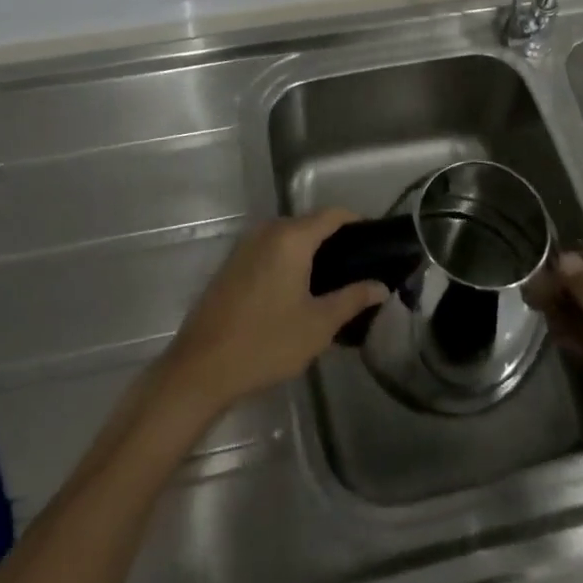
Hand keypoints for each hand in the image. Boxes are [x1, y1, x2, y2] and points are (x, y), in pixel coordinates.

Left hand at [158, 210, 388, 419]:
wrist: (202, 368)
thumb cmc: (267, 343)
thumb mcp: (318, 325)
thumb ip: (353, 299)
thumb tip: (381, 286)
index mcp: (291, 238)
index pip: (332, 214)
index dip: (356, 222)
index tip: (375, 242)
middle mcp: (267, 231)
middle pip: (309, 224)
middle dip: (334, 241)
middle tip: (357, 269)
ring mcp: (245, 246)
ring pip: (287, 238)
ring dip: (309, 252)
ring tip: (332, 282)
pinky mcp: (232, 264)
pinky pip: (269, 250)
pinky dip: (287, 261)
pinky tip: (297, 290)